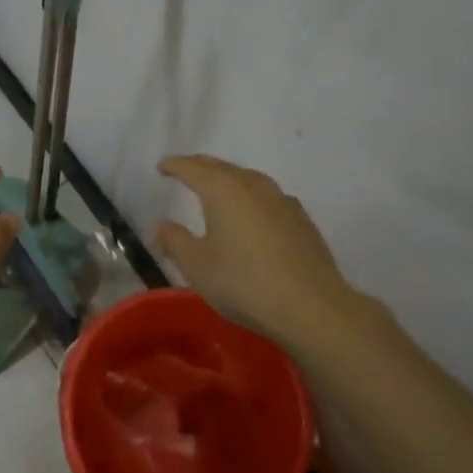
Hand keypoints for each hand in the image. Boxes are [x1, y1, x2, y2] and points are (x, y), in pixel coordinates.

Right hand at [154, 154, 363, 351]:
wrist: (310, 306)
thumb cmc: (243, 282)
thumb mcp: (197, 266)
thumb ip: (175, 241)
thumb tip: (163, 227)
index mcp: (223, 191)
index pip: (193, 169)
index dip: (175, 166)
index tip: (162, 166)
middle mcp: (253, 186)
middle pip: (222, 167)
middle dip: (201, 166)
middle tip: (186, 170)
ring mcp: (282, 201)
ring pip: (249, 179)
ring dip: (230, 178)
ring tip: (219, 187)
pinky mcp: (302, 220)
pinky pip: (269, 196)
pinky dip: (252, 196)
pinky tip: (254, 212)